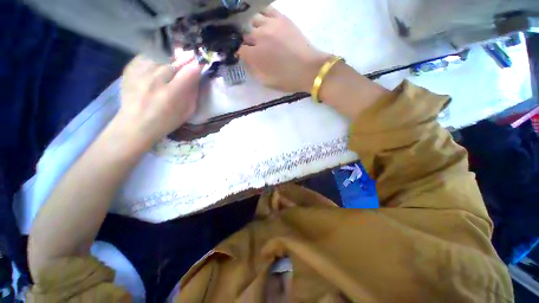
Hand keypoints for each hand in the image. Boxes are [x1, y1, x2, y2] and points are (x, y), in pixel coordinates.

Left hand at [118, 52, 202, 145]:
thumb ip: (193, 94)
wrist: (135, 125)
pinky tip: (160, 59)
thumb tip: (196, 77)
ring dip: (171, 56)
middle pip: (174, 62)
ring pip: (160, 56)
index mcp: (172, 94)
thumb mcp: (186, 112)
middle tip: (191, 55)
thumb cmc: (166, 121)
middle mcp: (155, 81)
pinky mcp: (129, 70)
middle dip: (185, 58)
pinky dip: (155, 55)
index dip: (196, 65)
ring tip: (176, 57)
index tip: (201, 63)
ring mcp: (140, 74)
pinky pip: (146, 56)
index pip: (189, 72)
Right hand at [240, 7, 329, 92]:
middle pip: (246, 34)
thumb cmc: (288, 79)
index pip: (240, 50)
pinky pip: (267, 10)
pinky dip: (263, 15)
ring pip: (253, 20)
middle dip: (248, 42)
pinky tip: (265, 23)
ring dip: (253, 28)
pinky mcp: (282, 18)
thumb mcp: (267, 82)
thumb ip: (254, 72)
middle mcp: (260, 37)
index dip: (242, 54)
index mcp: (256, 55)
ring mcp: (271, 25)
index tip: (246, 58)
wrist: (308, 69)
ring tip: (259, 35)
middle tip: (254, 49)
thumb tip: (247, 63)